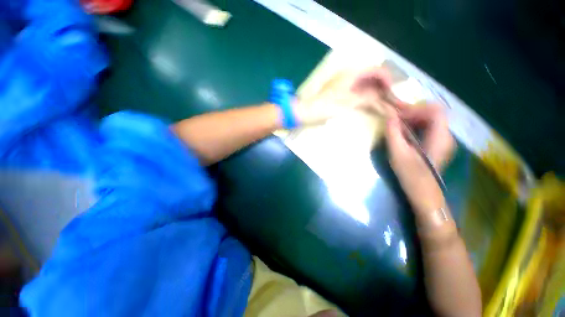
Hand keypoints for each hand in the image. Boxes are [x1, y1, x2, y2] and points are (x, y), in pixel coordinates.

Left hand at [293, 67, 394, 125]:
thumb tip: (382, 95)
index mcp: (351, 73)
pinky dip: (365, 96)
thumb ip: (366, 97)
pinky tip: (368, 104)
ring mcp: (344, 83)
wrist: (305, 111)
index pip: (376, 70)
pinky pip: (357, 91)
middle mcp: (349, 75)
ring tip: (381, 104)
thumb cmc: (323, 107)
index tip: (392, 93)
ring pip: (365, 84)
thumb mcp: (347, 102)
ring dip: (374, 92)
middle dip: (382, 86)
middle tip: (388, 100)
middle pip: (372, 76)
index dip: (387, 80)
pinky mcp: (340, 92)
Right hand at [385, 104, 454, 213]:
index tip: (397, 116)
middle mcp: (446, 135)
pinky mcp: (437, 145)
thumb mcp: (398, 154)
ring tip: (396, 125)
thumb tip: (390, 115)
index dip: (415, 109)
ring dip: (412, 119)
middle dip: (412, 113)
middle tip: (394, 118)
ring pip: (430, 121)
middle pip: (432, 114)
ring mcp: (443, 140)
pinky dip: (415, 127)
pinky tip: (403, 133)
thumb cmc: (411, 175)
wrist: (423, 193)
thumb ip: (393, 133)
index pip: (434, 110)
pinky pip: (428, 128)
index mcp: (440, 136)